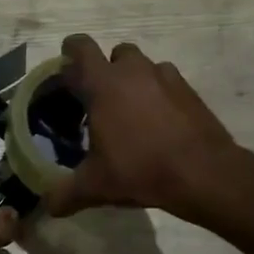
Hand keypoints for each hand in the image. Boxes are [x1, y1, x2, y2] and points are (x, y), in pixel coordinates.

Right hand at [46, 35, 237, 219]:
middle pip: (114, 53)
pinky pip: (166, 81)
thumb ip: (66, 193)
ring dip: (133, 79)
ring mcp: (165, 76)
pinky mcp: (189, 90)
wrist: (204, 173)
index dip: (70, 52)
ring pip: (142, 65)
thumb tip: (49, 206)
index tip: (66, 69)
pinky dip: (158, 93)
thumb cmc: (141, 169)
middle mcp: (133, 71)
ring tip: (130, 110)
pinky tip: (158, 121)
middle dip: (105, 69)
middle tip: (98, 98)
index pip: (80, 47)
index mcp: (103, 84)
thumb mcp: (96, 186)